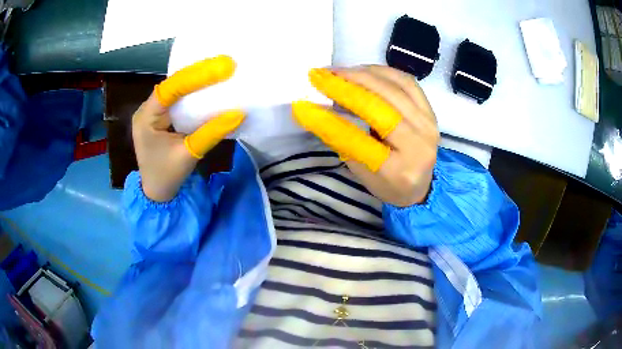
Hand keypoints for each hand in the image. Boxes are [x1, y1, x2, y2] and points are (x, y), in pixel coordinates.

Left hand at [132, 55, 244, 201]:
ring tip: (222, 69)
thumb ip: (211, 133)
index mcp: (146, 118)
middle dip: (199, 73)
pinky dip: (195, 91)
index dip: (196, 76)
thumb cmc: (166, 177)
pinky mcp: (163, 116)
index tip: (223, 68)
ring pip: (177, 88)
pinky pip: (179, 98)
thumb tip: (239, 114)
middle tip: (226, 64)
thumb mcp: (189, 155)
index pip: (170, 89)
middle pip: (174, 84)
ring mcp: (154, 111)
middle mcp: (148, 109)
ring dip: (198, 79)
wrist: (156, 194)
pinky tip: (211, 85)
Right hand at [292, 66, 438, 206]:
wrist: (422, 185)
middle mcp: (419, 145)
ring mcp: (429, 125)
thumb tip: (316, 110)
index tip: (302, 106)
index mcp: (398, 171)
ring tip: (339, 71)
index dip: (328, 121)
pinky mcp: (431, 111)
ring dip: (362, 74)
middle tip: (320, 76)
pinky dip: (382, 71)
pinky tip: (363, 70)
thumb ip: (342, 142)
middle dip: (346, 87)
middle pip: (380, 107)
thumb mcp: (361, 172)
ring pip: (394, 88)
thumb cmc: (388, 184)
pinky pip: (407, 81)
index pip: (358, 141)